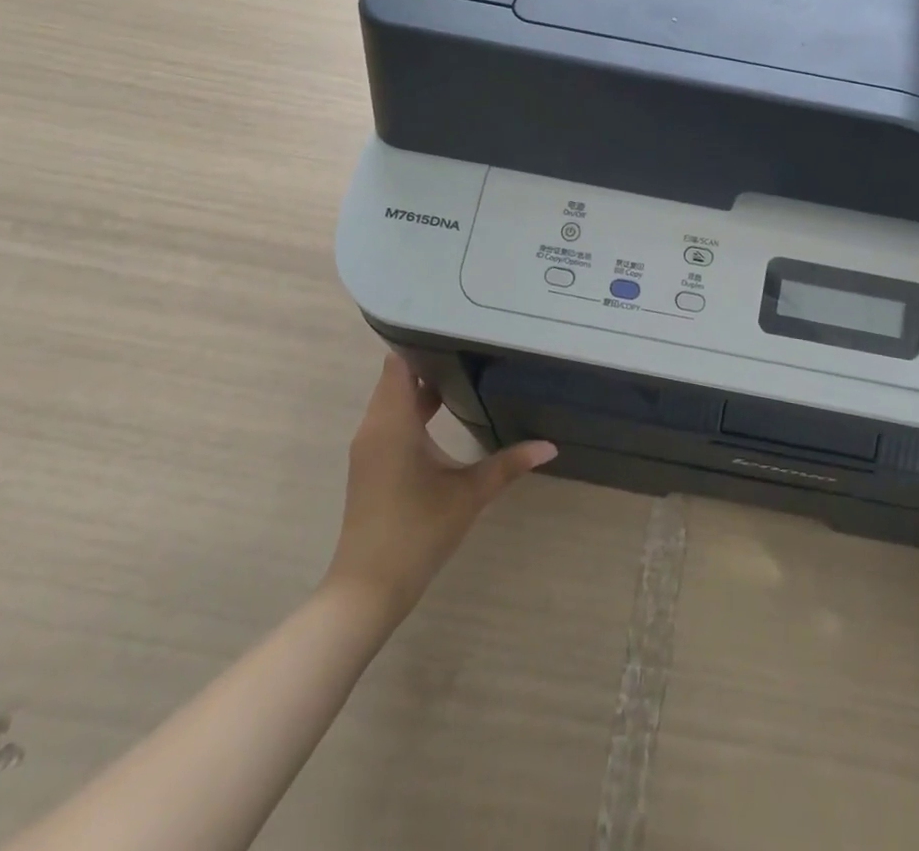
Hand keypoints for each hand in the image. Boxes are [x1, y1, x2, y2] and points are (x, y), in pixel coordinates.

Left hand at [320, 351, 555, 630]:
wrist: (368, 589)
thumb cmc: (417, 531)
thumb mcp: (470, 494)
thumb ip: (509, 463)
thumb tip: (550, 446)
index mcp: (392, 422)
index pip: (399, 363)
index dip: (424, 342)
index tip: (458, 329)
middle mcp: (374, 427)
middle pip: (397, 378)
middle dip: (431, 361)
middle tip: (474, 346)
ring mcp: (370, 447)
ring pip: (394, 400)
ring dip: (423, 387)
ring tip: (467, 371)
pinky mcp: (372, 465)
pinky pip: (391, 420)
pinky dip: (415, 410)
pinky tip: (447, 412)